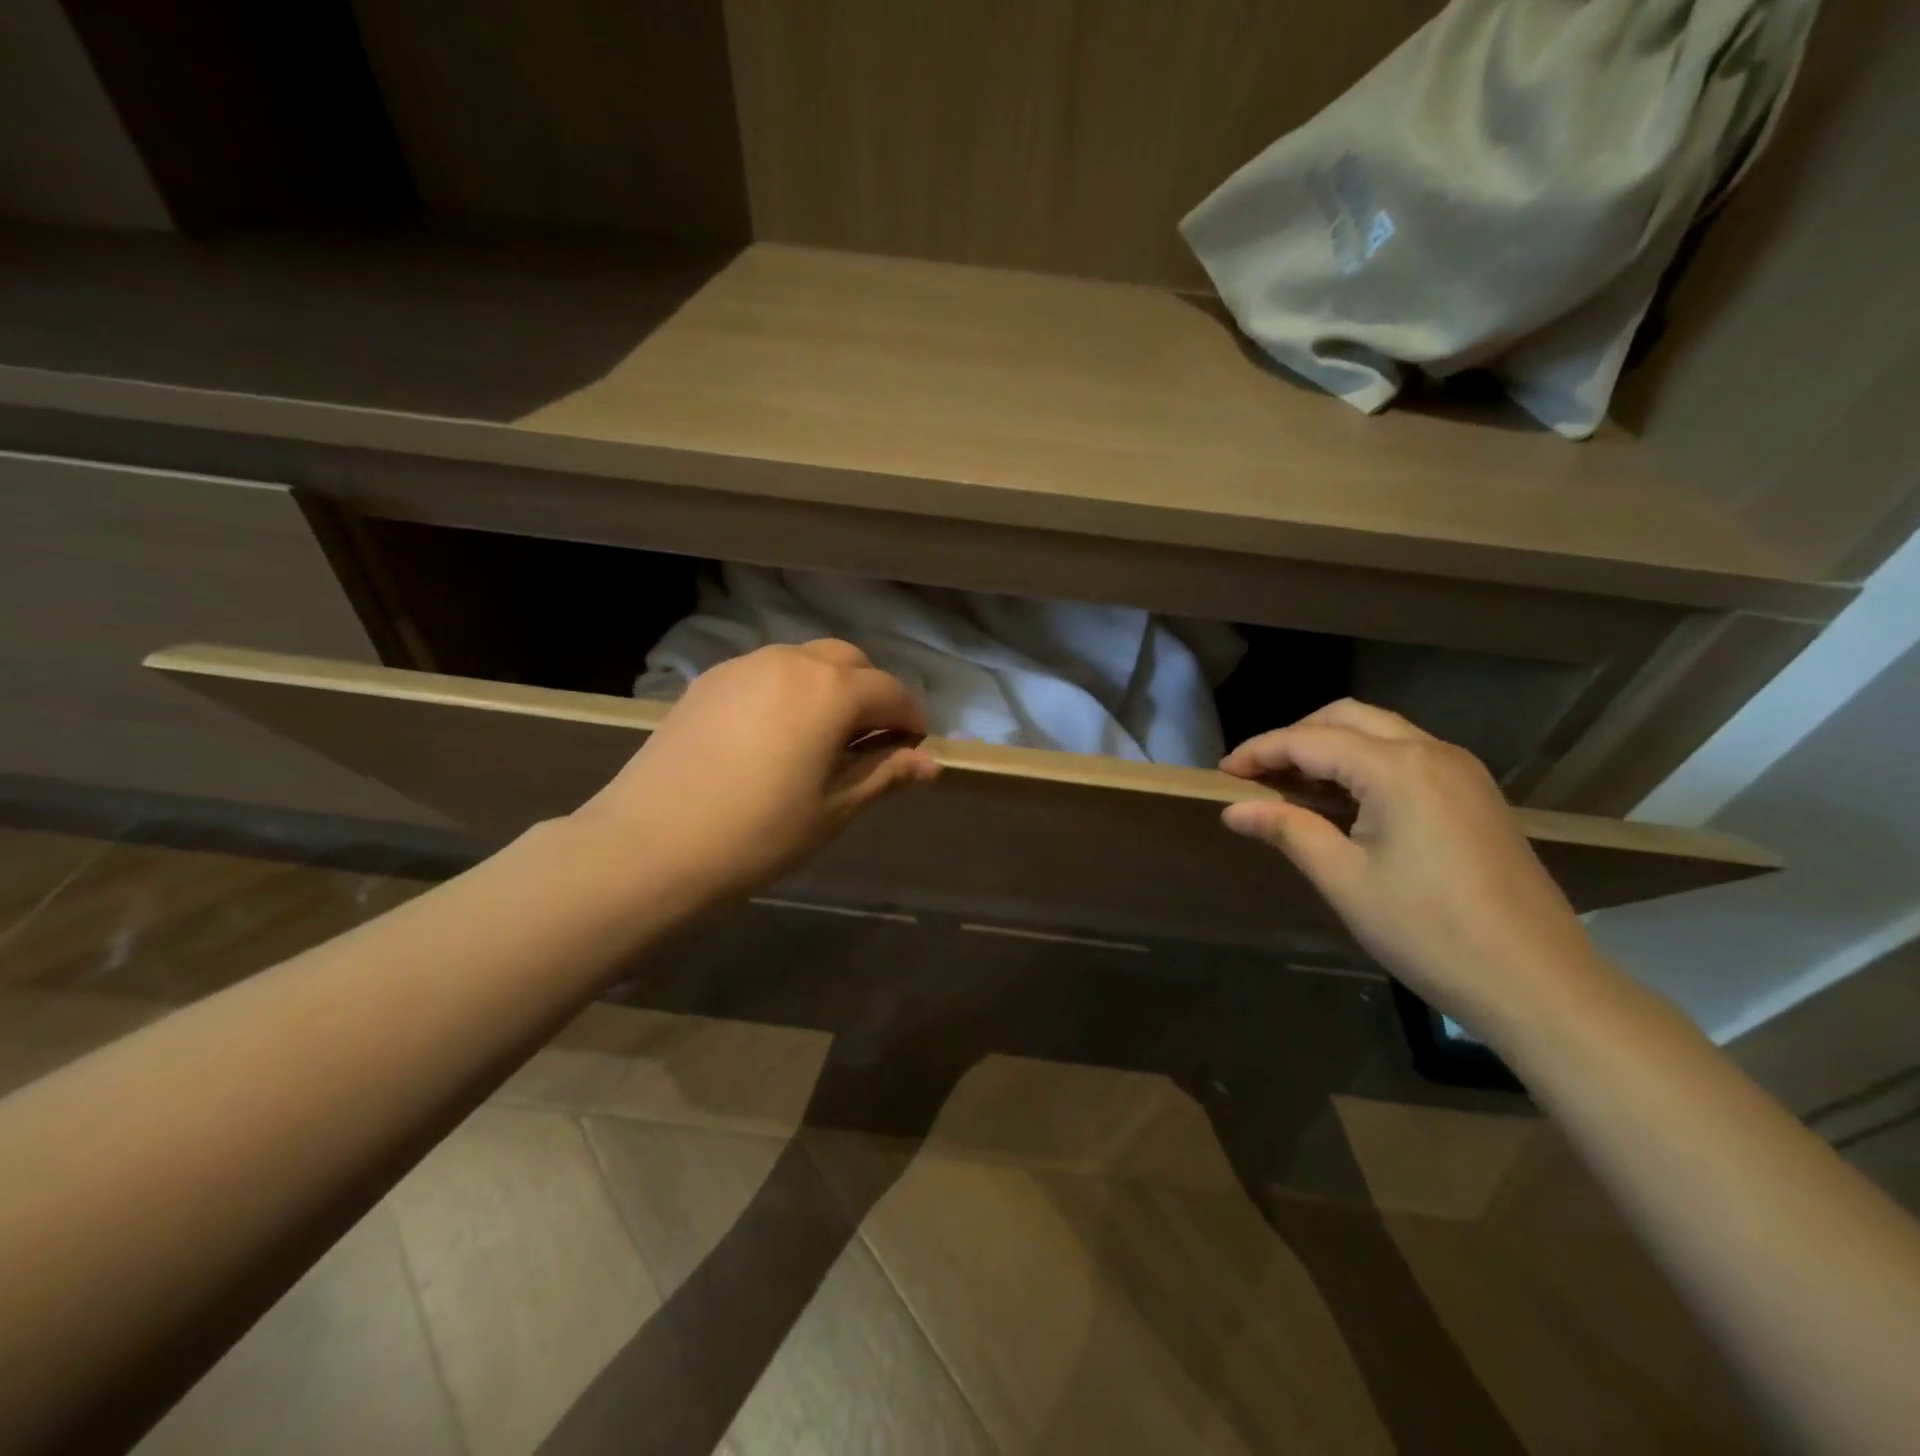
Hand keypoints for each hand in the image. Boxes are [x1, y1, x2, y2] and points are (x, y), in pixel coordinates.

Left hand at [573, 641, 939, 901]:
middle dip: (871, 694)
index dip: (910, 719)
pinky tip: (776, 732)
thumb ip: (885, 774)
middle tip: (871, 740)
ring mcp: (745, 665)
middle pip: (850, 662)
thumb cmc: (759, 832)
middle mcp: (791, 662)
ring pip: (806, 661)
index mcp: (831, 691)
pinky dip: (789, 690)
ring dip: (829, 687)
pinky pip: (767, 672)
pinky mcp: (710, 679)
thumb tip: (931, 763)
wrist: (651, 843)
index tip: (914, 747)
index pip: (890, 692)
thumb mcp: (834, 808)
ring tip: (824, 735)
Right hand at [1219, 700, 1606, 1041]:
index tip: (1222, 774)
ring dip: (1331, 748)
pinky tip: (1345, 801)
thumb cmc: (1429, 931)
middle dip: (1295, 738)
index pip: (1310, 740)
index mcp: (1398, 768)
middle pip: (1347, 718)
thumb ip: (1288, 830)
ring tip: (1293, 787)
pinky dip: (1364, 764)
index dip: (1260, 752)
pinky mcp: (1476, 795)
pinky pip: (1407, 756)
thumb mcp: (1345, 880)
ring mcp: (1462, 771)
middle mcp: (1433, 752)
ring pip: (1380, 733)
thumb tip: (1234, 809)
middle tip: (1257, 775)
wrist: (1539, 983)